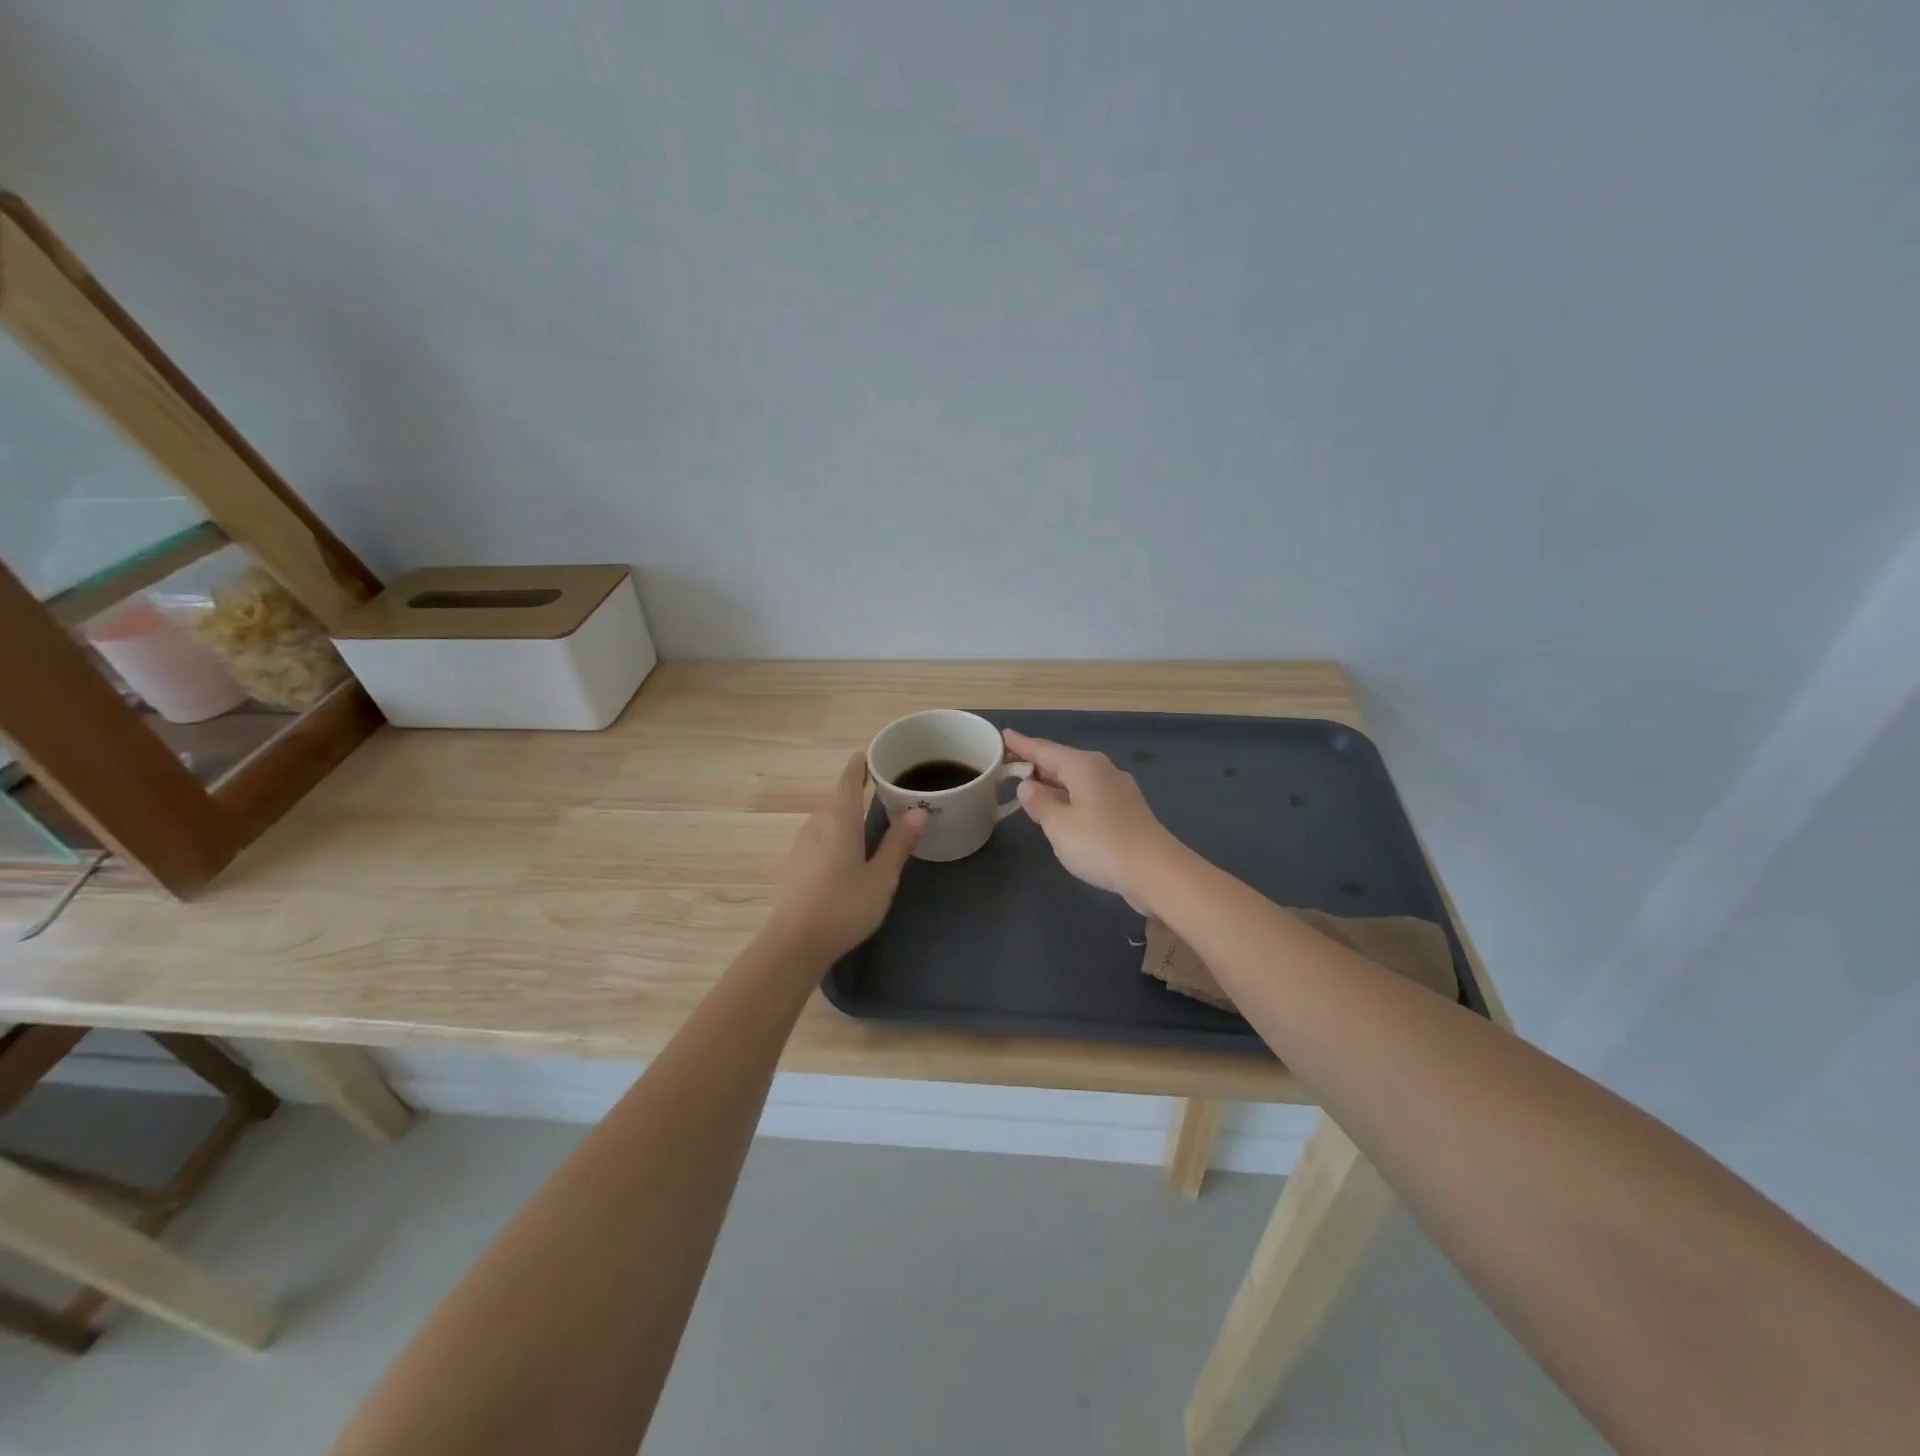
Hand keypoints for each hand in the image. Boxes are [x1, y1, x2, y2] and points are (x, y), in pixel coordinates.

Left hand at [767, 752, 925, 961]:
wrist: (794, 943)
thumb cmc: (844, 905)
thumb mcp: (882, 876)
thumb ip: (899, 843)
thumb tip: (919, 811)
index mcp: (840, 819)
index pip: (849, 780)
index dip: (859, 766)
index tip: (869, 756)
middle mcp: (817, 824)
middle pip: (838, 798)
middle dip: (857, 790)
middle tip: (883, 789)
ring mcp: (803, 844)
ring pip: (828, 819)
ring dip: (847, 815)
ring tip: (870, 819)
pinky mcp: (796, 864)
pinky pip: (821, 837)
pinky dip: (837, 833)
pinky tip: (848, 851)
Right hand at [1003, 729, 1181, 910]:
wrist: (1155, 872)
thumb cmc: (1100, 844)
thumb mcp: (1058, 825)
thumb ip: (1039, 802)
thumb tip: (1029, 786)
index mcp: (1083, 766)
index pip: (1044, 749)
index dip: (1021, 744)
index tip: (1003, 735)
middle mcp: (1102, 769)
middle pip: (1061, 761)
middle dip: (1036, 763)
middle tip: (1009, 764)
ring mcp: (1117, 789)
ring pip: (1076, 778)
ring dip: (1053, 781)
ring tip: (1030, 786)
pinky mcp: (1126, 810)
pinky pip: (1088, 793)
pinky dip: (1069, 795)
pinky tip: (1062, 808)